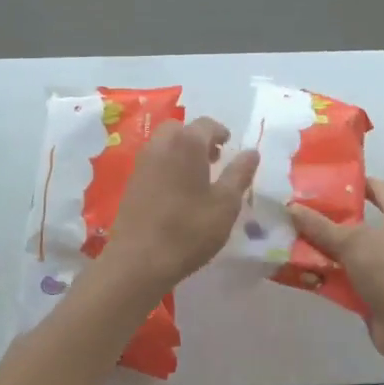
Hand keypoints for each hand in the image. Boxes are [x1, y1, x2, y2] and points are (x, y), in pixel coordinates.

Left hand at [105, 118, 259, 292]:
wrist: (139, 260)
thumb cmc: (189, 229)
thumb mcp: (226, 203)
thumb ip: (239, 173)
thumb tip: (251, 152)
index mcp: (186, 143)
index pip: (206, 124)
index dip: (221, 132)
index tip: (230, 146)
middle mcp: (161, 145)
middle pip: (181, 130)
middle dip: (199, 139)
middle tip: (215, 159)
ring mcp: (142, 163)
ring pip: (165, 144)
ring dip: (182, 151)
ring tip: (198, 176)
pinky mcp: (131, 182)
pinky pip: (154, 162)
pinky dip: (168, 165)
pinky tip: (178, 191)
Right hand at [289, 179, 383, 370]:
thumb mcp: (352, 241)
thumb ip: (320, 225)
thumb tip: (291, 207)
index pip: (376, 187)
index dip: (351, 183)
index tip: (321, 182)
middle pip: (358, 222)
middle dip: (329, 220)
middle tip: (297, 213)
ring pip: (351, 253)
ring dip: (326, 251)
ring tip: (292, 242)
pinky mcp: (379, 292)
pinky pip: (350, 278)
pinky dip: (331, 277)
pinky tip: (305, 274)